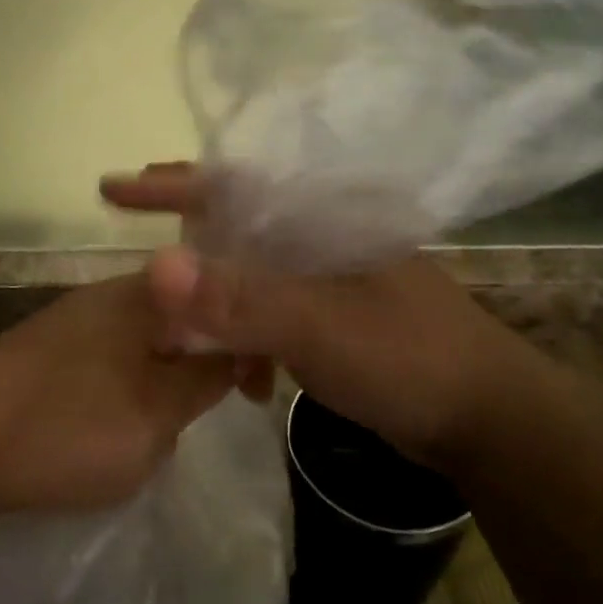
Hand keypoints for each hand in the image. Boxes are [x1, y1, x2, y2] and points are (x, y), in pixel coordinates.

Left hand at [0, 270, 240, 517]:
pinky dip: (132, 383)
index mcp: (150, 294)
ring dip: (168, 375)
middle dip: (206, 361)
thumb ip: (205, 379)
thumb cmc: (66, 427)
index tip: (257, 394)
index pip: (223, 300)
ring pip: (151, 339)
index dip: (249, 344)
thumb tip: (235, 352)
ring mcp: (80, 317)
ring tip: (163, 425)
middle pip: (187, 316)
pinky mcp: (53, 346)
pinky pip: (116, 356)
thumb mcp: (156, 415)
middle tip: (210, 412)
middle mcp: (116, 292)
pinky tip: (121, 420)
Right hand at [106, 164, 543, 464]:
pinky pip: (271, 309)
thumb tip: (155, 267)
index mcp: (323, 217)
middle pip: (237, 224)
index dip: (171, 184)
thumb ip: (238, 300)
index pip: (234, 184)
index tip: (114, 188)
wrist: (488, 419)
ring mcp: (331, 276)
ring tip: (181, 337)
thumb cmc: (408, 358)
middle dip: (186, 245)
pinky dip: (246, 334)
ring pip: (251, 273)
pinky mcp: (335, 314)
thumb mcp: (318, 329)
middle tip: (140, 268)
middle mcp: (324, 235)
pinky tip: (240, 375)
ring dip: (214, 303)